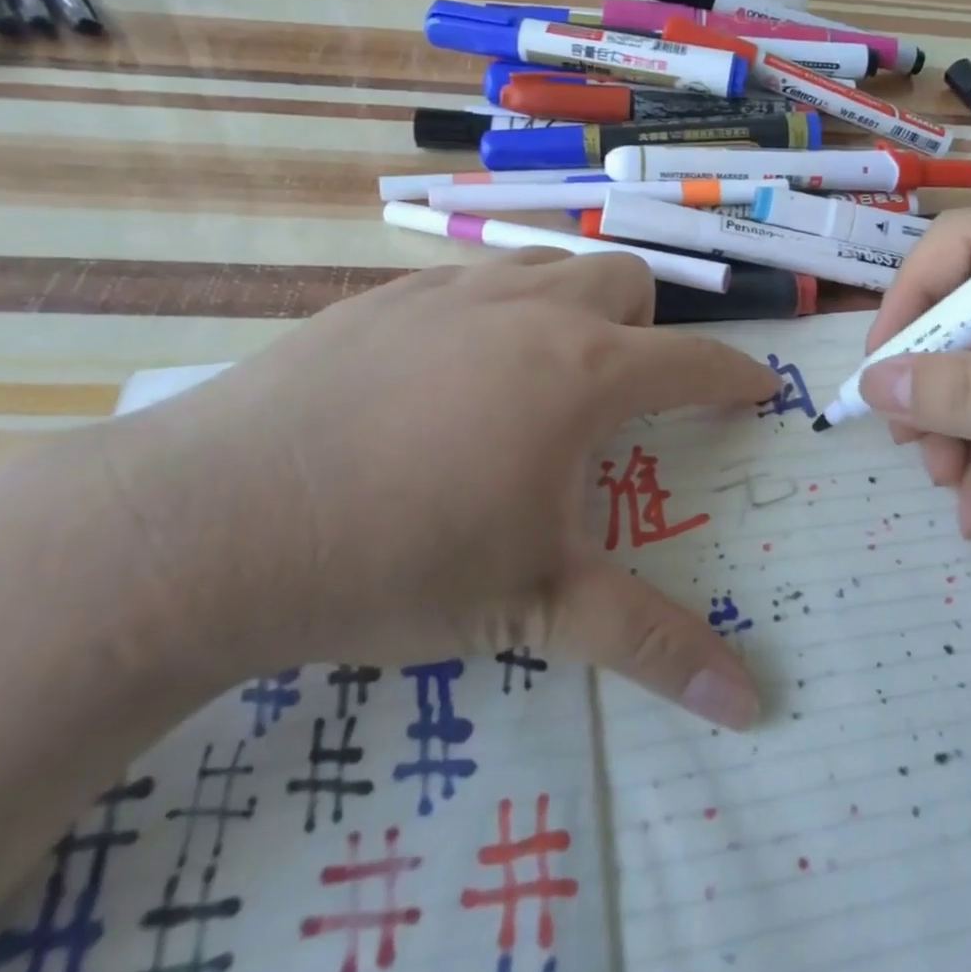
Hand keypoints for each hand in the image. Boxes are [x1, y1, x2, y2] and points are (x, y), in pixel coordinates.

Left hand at [95, 253, 779, 727]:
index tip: (758, 388)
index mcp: (582, 372)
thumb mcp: (534, 606)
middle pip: (628, 279)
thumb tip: (749, 706)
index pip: (694, 359)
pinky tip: (449, 374)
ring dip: (574, 306)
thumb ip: (648, 643)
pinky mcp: (387, 294)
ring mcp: (454, 291)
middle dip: (648, 325)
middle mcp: (530, 310)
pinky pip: (476, 280)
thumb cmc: (394, 561)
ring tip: (543, 373)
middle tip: (622, 391)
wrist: (212, 522)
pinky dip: (497, 311)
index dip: (736, 375)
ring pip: (551, 265)